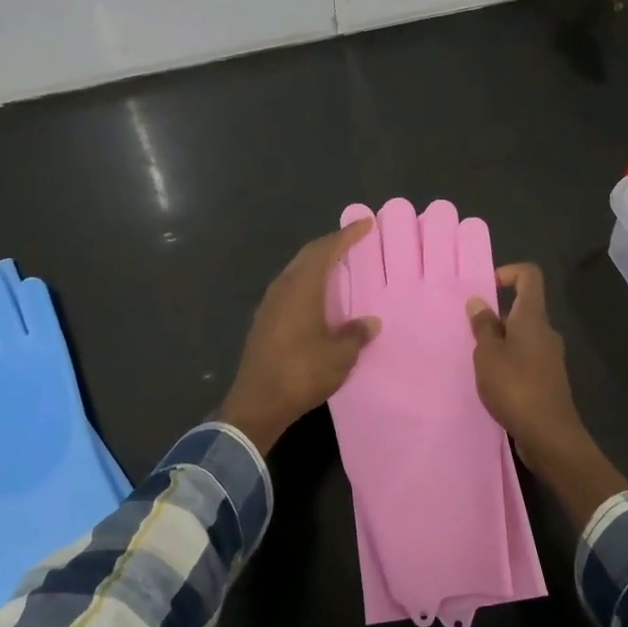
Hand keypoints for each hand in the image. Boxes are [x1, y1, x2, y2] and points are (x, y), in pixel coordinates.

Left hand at [216, 221, 380, 451]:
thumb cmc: (302, 373)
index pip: (325, 250)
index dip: (346, 235)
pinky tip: (317, 297)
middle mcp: (282, 288)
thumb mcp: (339, 355)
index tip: (365, 223)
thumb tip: (370, 322)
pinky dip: (307, 283)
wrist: (257, 403)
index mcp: (301, 288)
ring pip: (295, 272)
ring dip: (316, 264)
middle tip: (353, 239)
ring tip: (338, 265)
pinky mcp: (264, 322)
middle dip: (330, 245)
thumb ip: (355, 334)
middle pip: (307, 256)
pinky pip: (289, 289)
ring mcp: (269, 305)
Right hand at [469, 264, 627, 531]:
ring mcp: (550, 358)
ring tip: (477, 360)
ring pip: (523, 337)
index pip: (530, 276)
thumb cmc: (515, 386)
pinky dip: (508, 362)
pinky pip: (526, 359)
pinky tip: (492, 382)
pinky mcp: (548, 381)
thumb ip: (483, 326)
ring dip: (501, 342)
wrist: (549, 435)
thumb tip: (479, 301)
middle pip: (524, 309)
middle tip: (471, 333)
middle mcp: (546, 333)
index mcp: (533, 318)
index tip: (486, 290)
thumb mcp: (488, 354)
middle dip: (496, 315)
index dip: (508, 273)